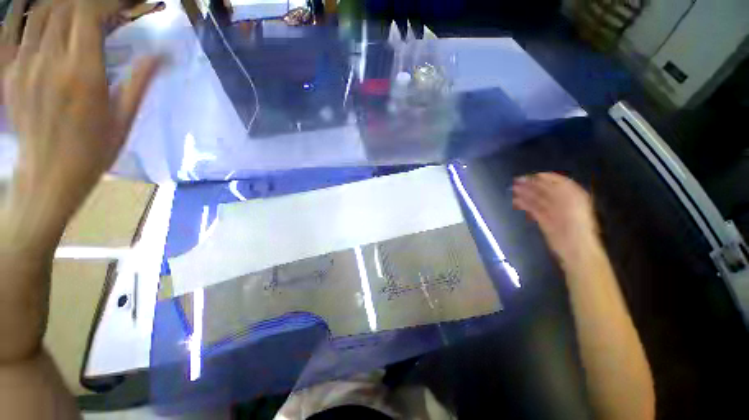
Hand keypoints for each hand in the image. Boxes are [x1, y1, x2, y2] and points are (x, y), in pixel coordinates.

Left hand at [1, 0, 159, 250]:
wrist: (42, 196)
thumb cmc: (80, 167)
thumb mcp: (117, 130)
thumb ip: (138, 85)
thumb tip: (165, 53)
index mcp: (83, 70)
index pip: (94, 9)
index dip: (108, 0)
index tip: (118, 5)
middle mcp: (56, 63)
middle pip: (66, 9)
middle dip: (70, 2)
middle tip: (77, 3)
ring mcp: (36, 75)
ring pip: (47, 26)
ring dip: (53, 14)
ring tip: (57, 10)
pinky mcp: (25, 88)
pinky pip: (29, 58)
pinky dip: (34, 45)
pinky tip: (41, 36)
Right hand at [512, 172, 600, 264]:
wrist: (577, 249)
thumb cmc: (578, 221)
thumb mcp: (571, 197)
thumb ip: (557, 186)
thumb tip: (542, 178)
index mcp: (571, 192)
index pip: (554, 180)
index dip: (542, 177)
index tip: (529, 175)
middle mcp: (562, 201)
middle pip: (545, 190)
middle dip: (531, 185)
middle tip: (516, 181)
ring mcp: (554, 213)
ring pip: (539, 200)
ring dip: (526, 194)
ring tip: (514, 191)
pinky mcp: (546, 224)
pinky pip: (536, 212)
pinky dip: (527, 206)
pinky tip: (517, 202)